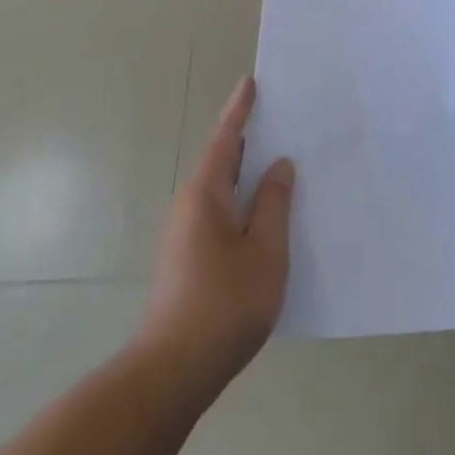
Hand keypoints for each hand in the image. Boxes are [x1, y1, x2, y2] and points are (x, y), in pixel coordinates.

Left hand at [142, 78, 294, 390]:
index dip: (240, 110)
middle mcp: (189, 206)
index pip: (226, 139)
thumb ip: (274, 203)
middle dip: (248, 140)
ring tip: (281, 164)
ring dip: (247, 174)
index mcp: (205, 194)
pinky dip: (243, 202)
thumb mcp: (265, 251)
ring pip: (221, 190)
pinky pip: (220, 213)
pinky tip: (266, 216)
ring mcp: (185, 234)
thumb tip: (279, 166)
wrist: (172, 372)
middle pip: (222, 161)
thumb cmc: (224, 305)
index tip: (250, 81)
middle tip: (281, 120)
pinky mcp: (187, 258)